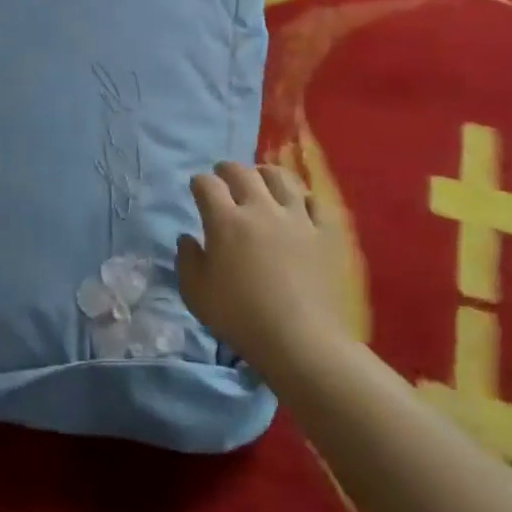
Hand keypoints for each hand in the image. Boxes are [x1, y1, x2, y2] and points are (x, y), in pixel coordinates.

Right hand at [177, 161, 356, 368]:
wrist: (301, 341)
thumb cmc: (241, 318)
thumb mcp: (196, 294)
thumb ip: (187, 260)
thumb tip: (188, 238)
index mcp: (226, 221)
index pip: (207, 184)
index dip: (198, 183)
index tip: (196, 190)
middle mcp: (260, 209)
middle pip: (242, 172)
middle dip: (227, 170)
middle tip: (223, 177)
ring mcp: (296, 218)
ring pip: (280, 178)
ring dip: (264, 174)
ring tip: (260, 180)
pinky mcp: (324, 233)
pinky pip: (315, 202)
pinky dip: (302, 197)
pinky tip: (297, 204)